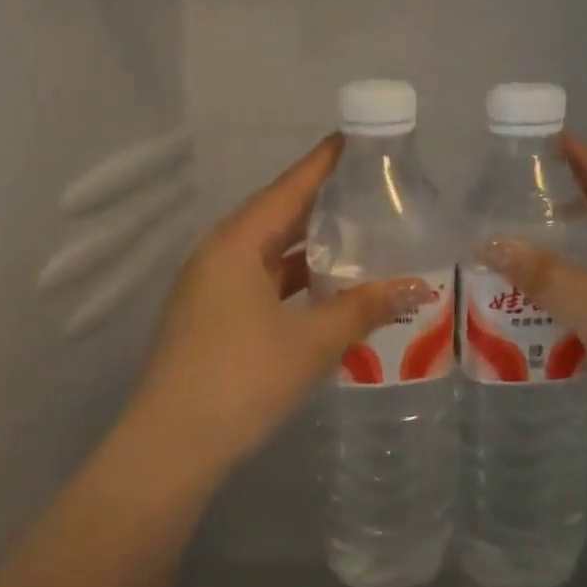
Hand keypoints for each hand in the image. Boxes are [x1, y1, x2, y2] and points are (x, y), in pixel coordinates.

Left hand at [122, 136, 429, 474]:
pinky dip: (294, 280)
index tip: (354, 140)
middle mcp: (218, 256)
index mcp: (236, 245)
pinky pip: (260, 282)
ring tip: (358, 237)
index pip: (288, 189)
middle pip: (277, 216)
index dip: (323, 163)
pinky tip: (326, 290)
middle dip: (322, 204)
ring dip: (309, 248)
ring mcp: (210, 288)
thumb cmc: (242, 380)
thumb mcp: (311, 342)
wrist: (171, 447)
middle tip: (369, 189)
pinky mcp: (211, 318)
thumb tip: (415, 286)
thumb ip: (363, 308)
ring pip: (269, 254)